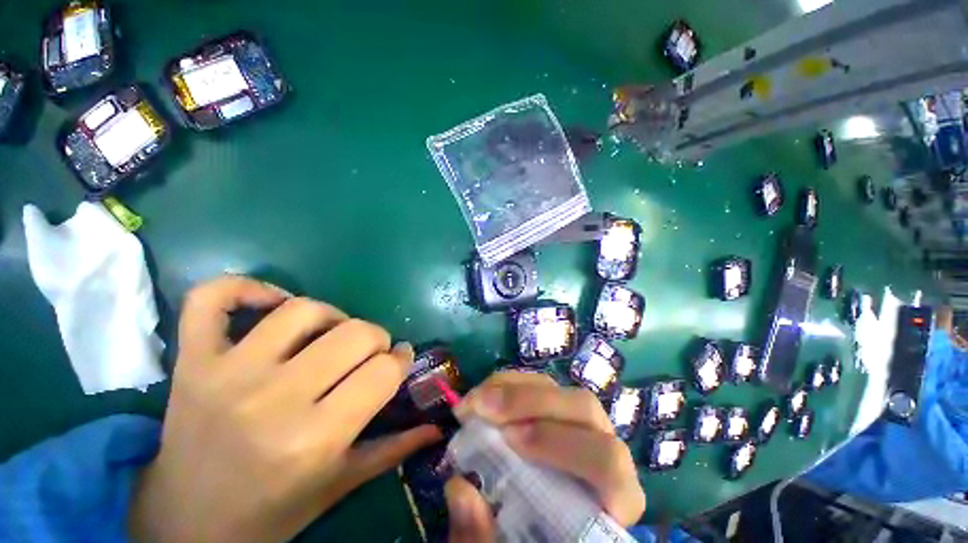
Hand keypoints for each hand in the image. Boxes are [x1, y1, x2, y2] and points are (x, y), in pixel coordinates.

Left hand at [129, 275, 440, 541]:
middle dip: (376, 339)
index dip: (400, 361)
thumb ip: (393, 450)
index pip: (383, 372)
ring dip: (333, 315)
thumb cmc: (271, 511)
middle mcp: (274, 399)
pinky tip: (272, 302)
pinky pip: (213, 299)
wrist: (186, 524)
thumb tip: (436, 426)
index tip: (399, 362)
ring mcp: (227, 373)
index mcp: (314, 439)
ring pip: (303, 309)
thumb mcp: (339, 485)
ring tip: (332, 334)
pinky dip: (244, 287)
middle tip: (370, 353)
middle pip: (355, 333)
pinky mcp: (192, 360)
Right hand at [446, 372, 644, 540]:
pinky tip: (485, 394)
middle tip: (483, 408)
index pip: (608, 463)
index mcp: (613, 497)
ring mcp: (582, 421)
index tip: (509, 441)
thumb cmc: (535, 539)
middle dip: (529, 402)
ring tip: (476, 400)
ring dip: (513, 388)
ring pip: (559, 388)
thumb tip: (459, 488)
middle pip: (583, 408)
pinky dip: (509, 384)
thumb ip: (485, 536)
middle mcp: (605, 447)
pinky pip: (538, 383)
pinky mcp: (559, 407)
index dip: (558, 444)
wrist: (546, 523)